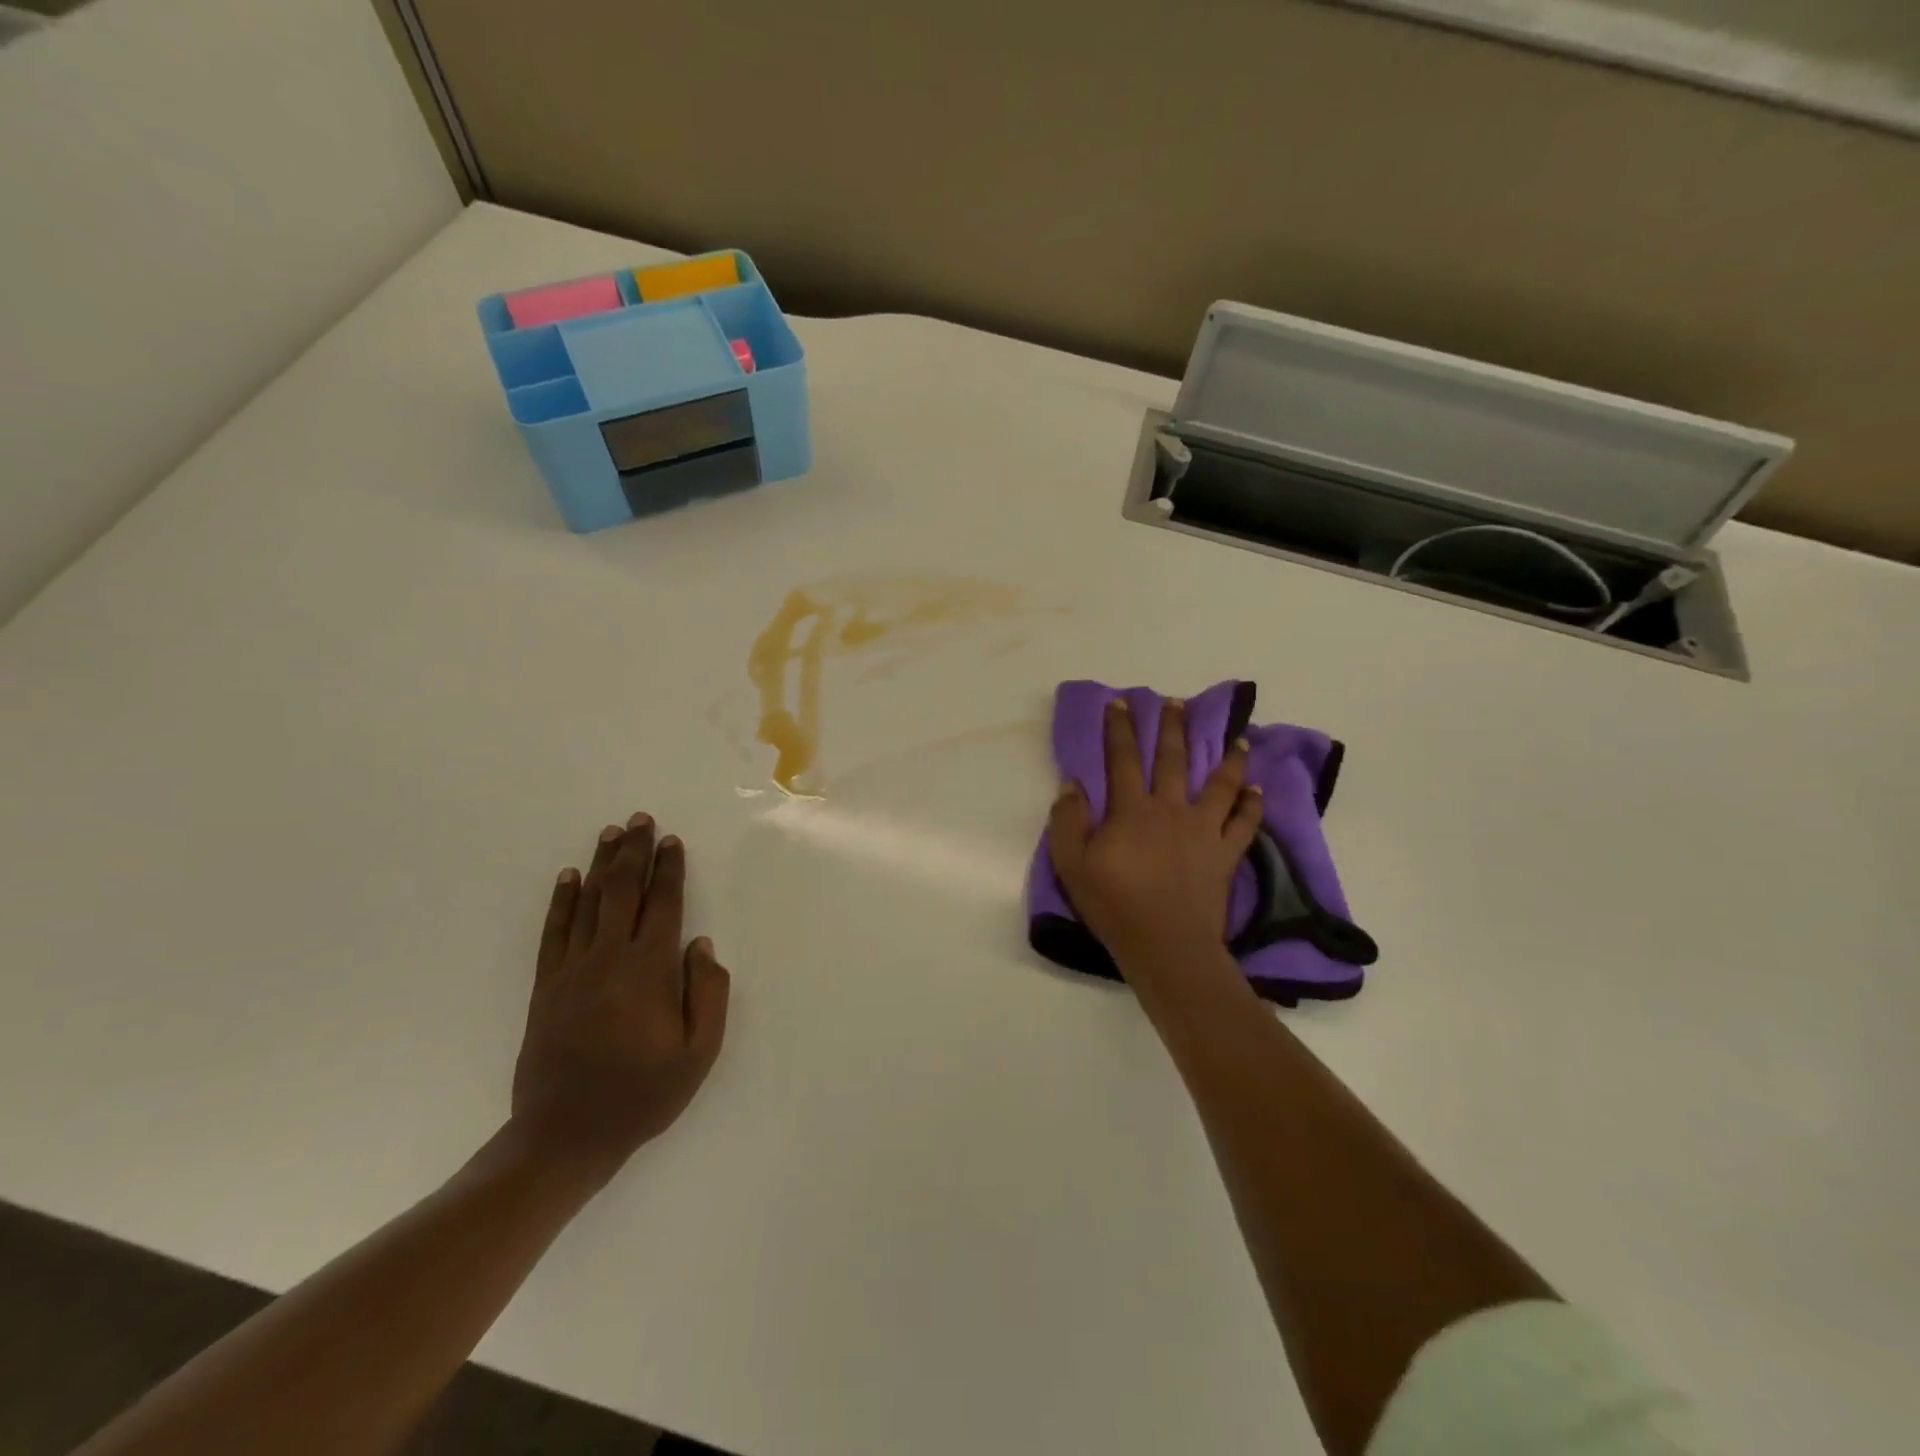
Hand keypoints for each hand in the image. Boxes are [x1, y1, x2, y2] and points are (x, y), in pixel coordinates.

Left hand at [511, 813, 730, 1179]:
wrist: (564, 1136)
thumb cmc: (642, 1094)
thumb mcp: (699, 1053)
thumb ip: (708, 994)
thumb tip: (701, 945)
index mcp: (648, 972)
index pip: (663, 906)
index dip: (669, 870)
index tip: (671, 841)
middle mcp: (608, 960)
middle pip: (623, 892)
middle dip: (633, 852)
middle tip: (640, 819)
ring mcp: (571, 971)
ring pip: (587, 903)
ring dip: (600, 864)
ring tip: (610, 832)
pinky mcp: (545, 987)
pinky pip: (553, 932)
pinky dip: (561, 901)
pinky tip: (568, 877)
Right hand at [1048, 699, 1262, 990]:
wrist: (1165, 945)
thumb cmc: (1114, 905)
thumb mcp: (1071, 865)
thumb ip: (1067, 821)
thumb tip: (1072, 784)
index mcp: (1131, 810)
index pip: (1122, 759)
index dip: (1119, 729)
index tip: (1120, 703)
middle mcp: (1170, 810)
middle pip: (1173, 760)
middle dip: (1173, 728)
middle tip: (1177, 703)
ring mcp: (1203, 831)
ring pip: (1220, 785)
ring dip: (1228, 759)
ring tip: (1238, 738)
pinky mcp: (1225, 855)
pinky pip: (1244, 824)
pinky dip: (1252, 805)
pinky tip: (1257, 789)